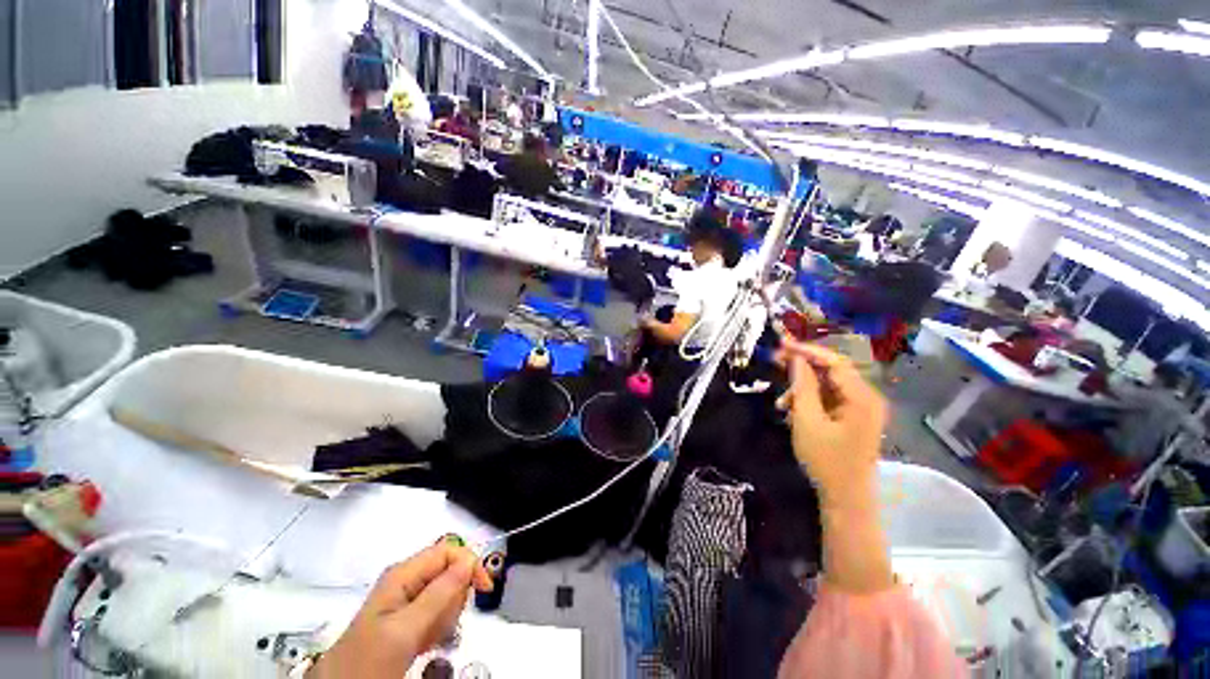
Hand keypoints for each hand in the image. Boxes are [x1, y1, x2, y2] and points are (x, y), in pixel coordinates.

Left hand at [311, 544, 493, 678]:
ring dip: (446, 615)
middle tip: (441, 622)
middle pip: (450, 570)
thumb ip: (438, 594)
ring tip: (428, 636)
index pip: (448, 549)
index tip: (483, 588)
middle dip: (454, 596)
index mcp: (403, 573)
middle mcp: (407, 580)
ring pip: (446, 593)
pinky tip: (425, 641)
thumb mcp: (405, 628)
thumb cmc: (371, 658)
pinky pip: (437, 612)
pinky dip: (438, 627)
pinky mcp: (409, 618)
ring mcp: (407, 599)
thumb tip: (469, 562)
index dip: (469, 563)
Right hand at [775, 339, 886, 507]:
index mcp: (862, 398)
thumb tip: (796, 359)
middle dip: (802, 367)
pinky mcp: (852, 417)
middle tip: (775, 362)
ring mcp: (861, 408)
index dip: (807, 350)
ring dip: (802, 388)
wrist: (845, 498)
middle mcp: (866, 397)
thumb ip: (803, 387)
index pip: (834, 362)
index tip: (782, 344)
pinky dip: (809, 400)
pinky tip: (792, 410)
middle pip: (831, 371)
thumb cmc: (826, 460)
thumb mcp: (808, 421)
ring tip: (781, 403)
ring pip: (827, 385)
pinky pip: (829, 398)